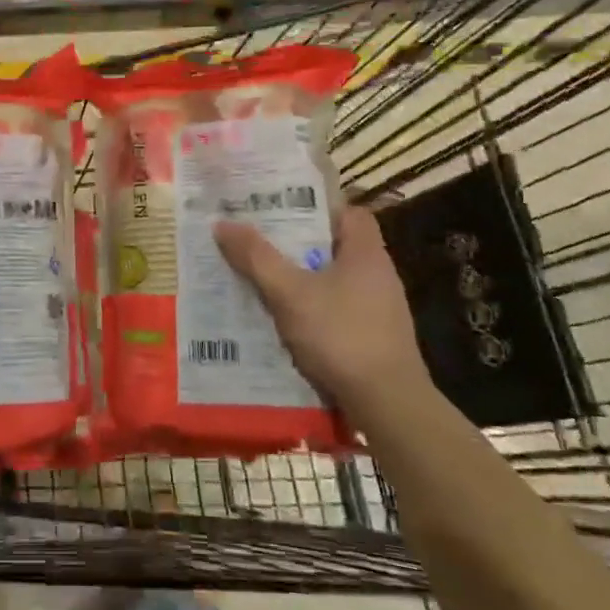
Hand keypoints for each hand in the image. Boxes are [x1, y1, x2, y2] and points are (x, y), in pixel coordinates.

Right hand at [214, 205, 429, 419]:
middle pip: (335, 246)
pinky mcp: (374, 337)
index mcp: (366, 252)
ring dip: (301, 279)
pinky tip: (283, 321)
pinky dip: (311, 309)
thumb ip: (256, 257)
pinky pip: (336, 310)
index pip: (348, 212)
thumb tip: (223, 223)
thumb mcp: (289, 293)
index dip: (316, 206)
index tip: (281, 209)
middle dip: (297, 245)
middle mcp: (378, 274)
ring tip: (261, 280)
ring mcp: (380, 309)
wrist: (387, 403)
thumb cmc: (341, 335)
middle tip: (258, 242)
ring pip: (333, 280)